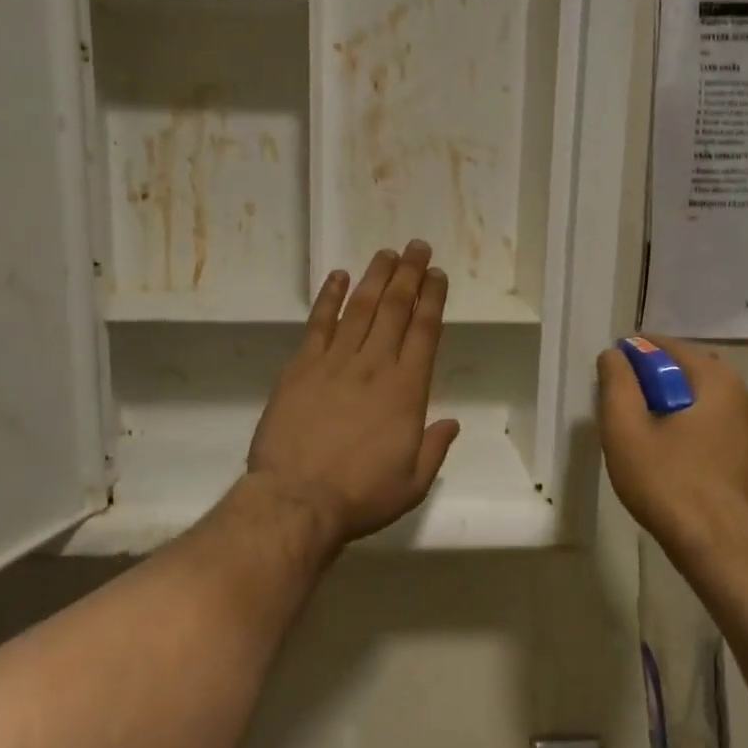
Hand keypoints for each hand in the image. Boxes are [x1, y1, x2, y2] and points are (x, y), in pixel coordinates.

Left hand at [249, 241, 460, 550]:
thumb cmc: (360, 496)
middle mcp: (374, 366)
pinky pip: (318, 324)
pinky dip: (328, 297)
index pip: (424, 332)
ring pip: (360, 308)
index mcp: (407, 390)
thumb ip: (435, 448)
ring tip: (387, 253)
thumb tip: (450, 423)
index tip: (438, 275)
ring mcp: (335, 362)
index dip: (433, 299)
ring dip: (375, 277)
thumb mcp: (412, 483)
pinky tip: (338, 277)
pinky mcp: (301, 367)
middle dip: (409, 275)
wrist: (297, 500)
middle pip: (395, 309)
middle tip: (418, 247)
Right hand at [596, 337, 747, 553]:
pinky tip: (668, 458)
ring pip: (697, 400)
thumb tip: (615, 355)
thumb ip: (617, 382)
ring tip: (640, 437)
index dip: (630, 357)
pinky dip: (686, 428)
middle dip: (649, 383)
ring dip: (668, 408)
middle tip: (621, 411)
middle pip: (683, 371)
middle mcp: (742, 393)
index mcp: (716, 378)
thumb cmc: (670, 483)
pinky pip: (711, 424)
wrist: (725, 549)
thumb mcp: (626, 429)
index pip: (665, 346)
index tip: (608, 381)